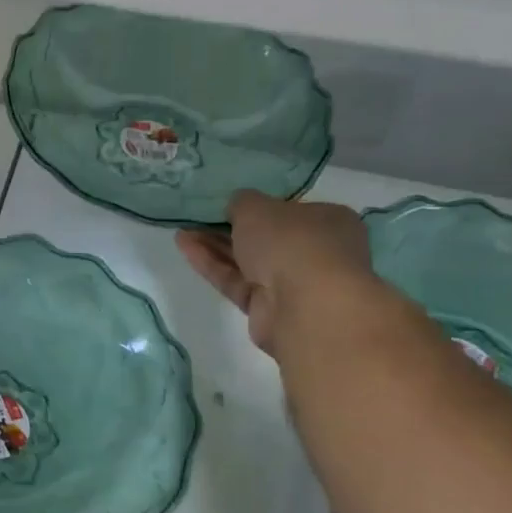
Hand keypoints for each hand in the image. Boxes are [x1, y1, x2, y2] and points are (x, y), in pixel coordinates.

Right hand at [175, 191, 374, 354]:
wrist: (306, 307)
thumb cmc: (292, 242)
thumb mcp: (258, 207)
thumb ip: (242, 203)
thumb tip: (237, 208)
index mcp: (329, 222)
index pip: (291, 211)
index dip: (259, 207)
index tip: (229, 204)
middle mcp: (316, 253)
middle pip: (266, 238)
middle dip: (230, 228)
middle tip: (198, 218)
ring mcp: (293, 284)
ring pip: (248, 262)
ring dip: (215, 246)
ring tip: (182, 232)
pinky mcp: (268, 309)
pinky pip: (236, 282)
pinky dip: (212, 265)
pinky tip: (185, 248)